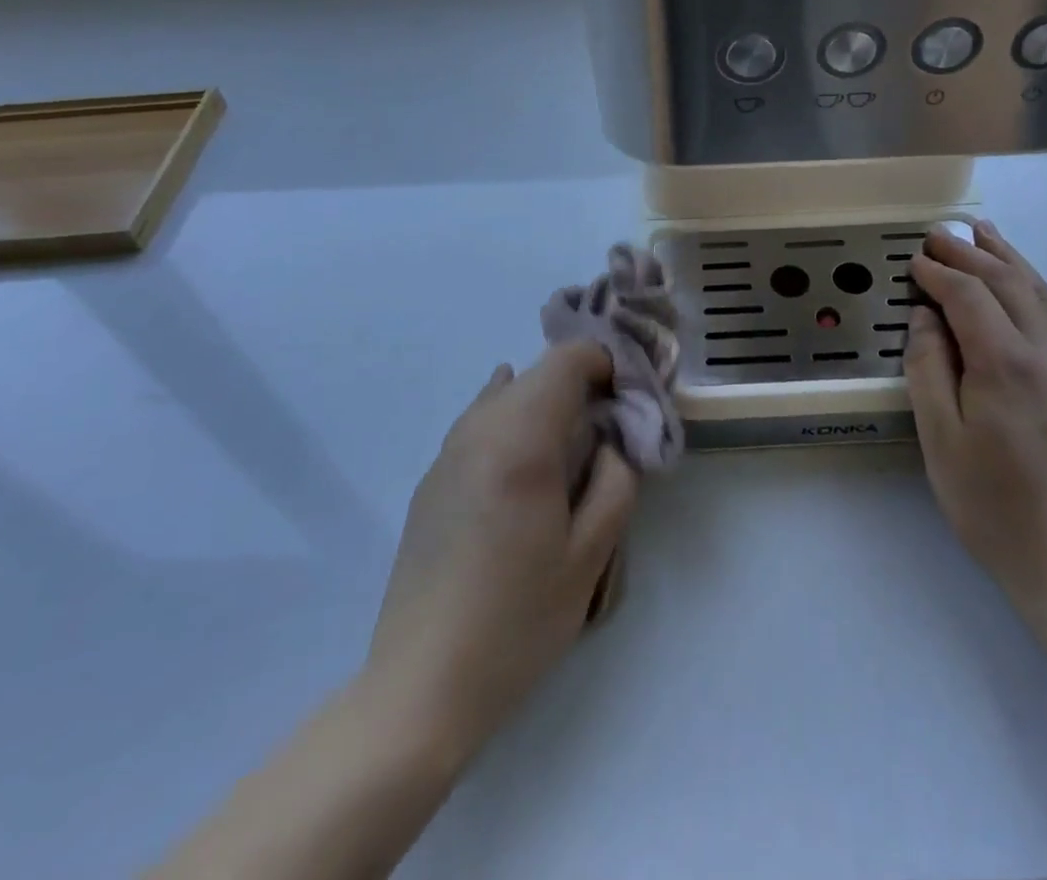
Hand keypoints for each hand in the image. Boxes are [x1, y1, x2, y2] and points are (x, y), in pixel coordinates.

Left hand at [360, 343, 637, 771]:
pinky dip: (513, 423)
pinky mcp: (431, 479)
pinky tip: (525, 463)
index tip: (628, 400)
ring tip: (569, 452)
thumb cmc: (517, 621)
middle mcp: (478, 429)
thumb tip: (611, 441)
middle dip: (580, 386)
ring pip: (506, 394)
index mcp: (521, 440)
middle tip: (607, 432)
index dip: (605, 364)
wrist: (419, 685)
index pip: (567, 360)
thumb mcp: (590, 556)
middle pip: (537, 373)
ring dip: (545, 404)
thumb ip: (615, 480)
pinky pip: (480, 423)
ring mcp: (447, 452)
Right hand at [905, 222, 1046, 614]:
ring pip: (1041, 294)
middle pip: (1008, 283)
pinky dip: (1032, 287)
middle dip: (970, 252)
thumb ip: (928, 368)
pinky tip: (1019, 285)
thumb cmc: (993, 506)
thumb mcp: (941, 440)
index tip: (913, 259)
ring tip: (983, 232)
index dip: (938, 272)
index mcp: (1006, 365)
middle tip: (938, 232)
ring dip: (1008, 259)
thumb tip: (925, 317)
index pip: (969, 296)